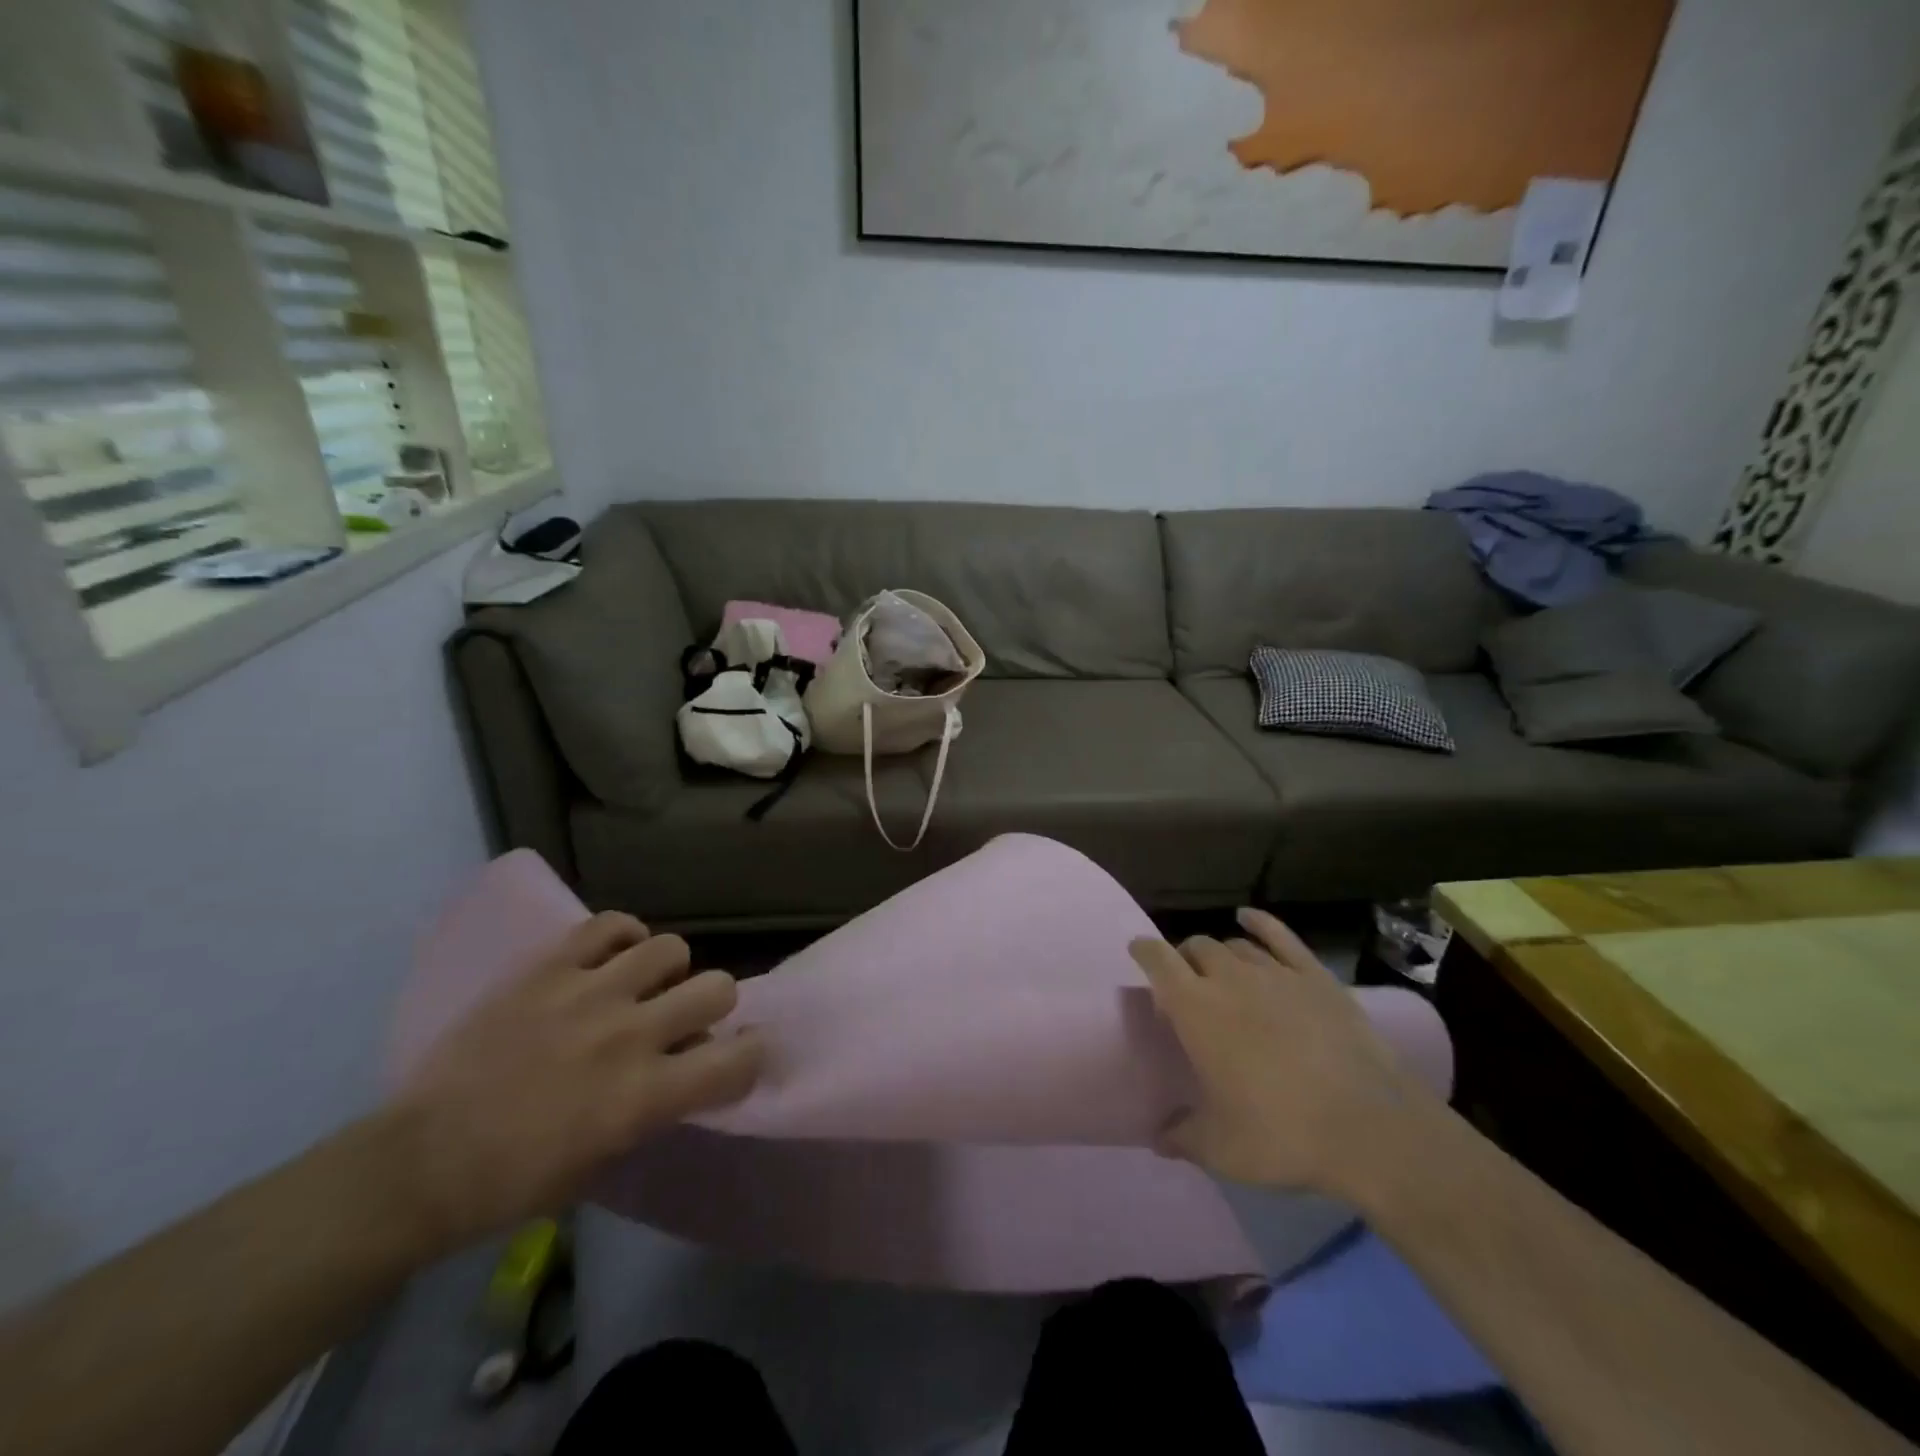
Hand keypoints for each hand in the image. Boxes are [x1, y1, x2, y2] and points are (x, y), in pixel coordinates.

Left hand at [386, 914, 764, 1250]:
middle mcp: (630, 1035)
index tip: (737, 1056)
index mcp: (645, 1095)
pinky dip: (622, 938)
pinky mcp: (550, 968)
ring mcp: (589, 993)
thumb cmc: (517, 1181)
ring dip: (667, 972)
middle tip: (682, 1021)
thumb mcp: (607, 1156)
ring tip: (641, 987)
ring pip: (672, 948)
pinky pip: (611, 925)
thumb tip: (688, 1059)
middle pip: (719, 987)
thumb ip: (659, 1102)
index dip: (751, 1055)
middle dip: (712, 1006)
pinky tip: (611, 959)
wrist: (421, 1163)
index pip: (740, 1058)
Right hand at [1130, 907, 1434, 1195]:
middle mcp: (1230, 979)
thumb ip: (1182, 1137)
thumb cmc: (1281, 1135)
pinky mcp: (1315, 977)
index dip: (1144, 951)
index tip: (1138, 952)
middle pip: (1196, 947)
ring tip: (1222, 973)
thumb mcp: (1220, 1149)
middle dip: (1185, 960)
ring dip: (1220, 954)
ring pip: (1235, 945)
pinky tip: (1249, 917)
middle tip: (1188, 988)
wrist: (1370, 1129)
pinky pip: (1280, 936)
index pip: (1158, 960)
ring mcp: (1276, 973)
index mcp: (1196, 1009)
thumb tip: (1157, 1138)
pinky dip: (1260, 923)